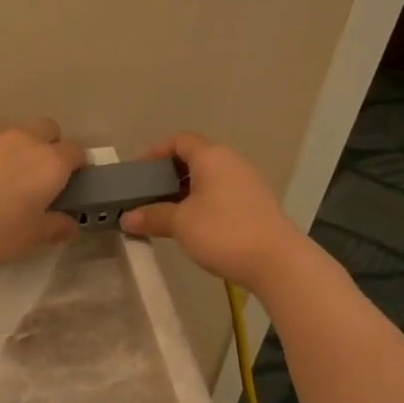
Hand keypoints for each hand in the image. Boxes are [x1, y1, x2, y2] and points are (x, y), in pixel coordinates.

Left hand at [0, 118, 86, 266]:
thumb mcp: (30, 237)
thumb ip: (54, 227)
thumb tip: (70, 226)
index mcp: (50, 162)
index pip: (76, 151)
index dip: (78, 165)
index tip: (73, 182)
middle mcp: (25, 140)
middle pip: (47, 128)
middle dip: (51, 144)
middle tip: (42, 175)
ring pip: (16, 131)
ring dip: (21, 145)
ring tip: (9, 175)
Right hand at [118, 133, 304, 288]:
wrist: (277, 261)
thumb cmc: (223, 232)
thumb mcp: (180, 224)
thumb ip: (152, 216)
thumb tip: (127, 218)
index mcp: (212, 157)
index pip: (180, 141)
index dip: (156, 152)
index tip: (139, 172)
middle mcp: (232, 162)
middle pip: (195, 158)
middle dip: (169, 174)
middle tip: (149, 195)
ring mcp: (249, 183)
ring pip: (210, 178)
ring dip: (187, 191)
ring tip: (168, 213)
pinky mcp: (257, 204)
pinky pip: (223, 193)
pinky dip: (204, 202)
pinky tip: (195, 226)